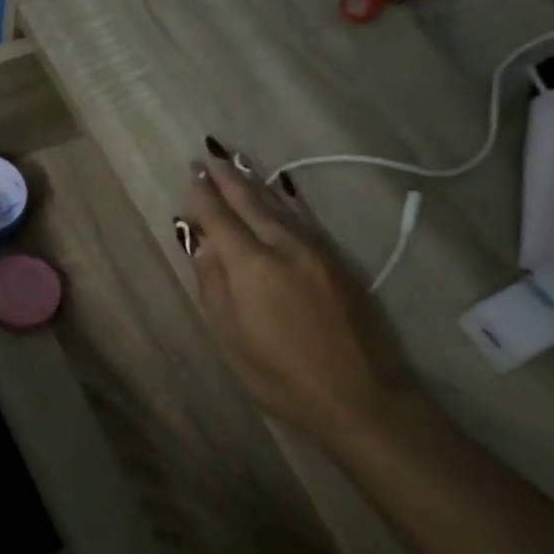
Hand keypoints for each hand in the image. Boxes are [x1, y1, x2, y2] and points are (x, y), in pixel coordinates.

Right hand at [178, 144, 417, 441]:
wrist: (361, 396)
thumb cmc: (281, 376)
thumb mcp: (232, 337)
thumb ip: (214, 284)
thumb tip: (203, 243)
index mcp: (251, 265)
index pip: (220, 218)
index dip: (203, 196)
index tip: (191, 173)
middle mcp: (283, 246)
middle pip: (250, 201)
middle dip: (227, 178)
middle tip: (209, 157)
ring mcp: (316, 250)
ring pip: (280, 205)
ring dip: (255, 182)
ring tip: (237, 164)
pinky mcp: (339, 261)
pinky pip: (304, 218)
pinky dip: (286, 200)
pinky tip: (281, 192)